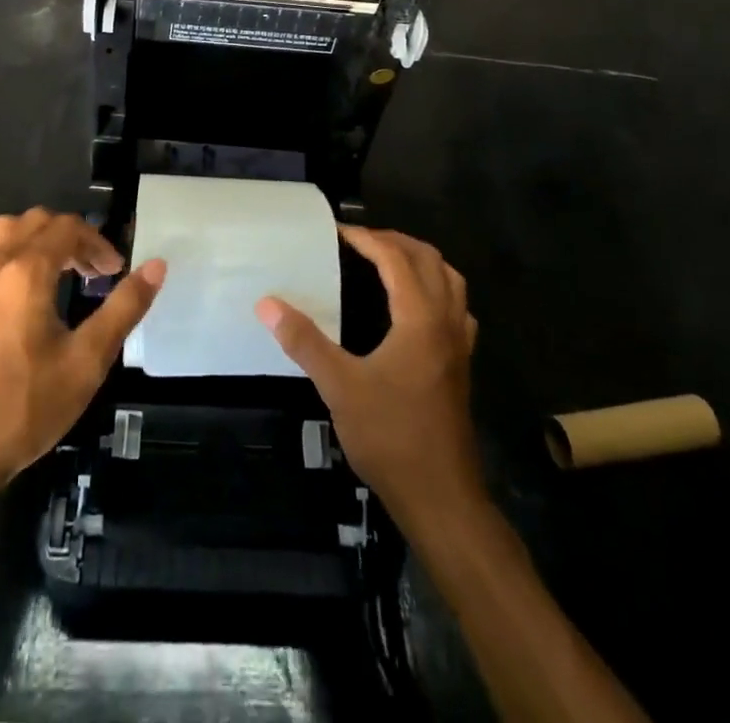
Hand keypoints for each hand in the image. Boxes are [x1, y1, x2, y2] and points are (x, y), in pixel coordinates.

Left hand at [0, 208, 164, 499]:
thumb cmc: (26, 406)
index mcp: (26, 272)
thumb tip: (157, 265)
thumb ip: (124, 307)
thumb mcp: (87, 360)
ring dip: (40, 239)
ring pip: (7, 231)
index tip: (116, 273)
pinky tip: (27, 290)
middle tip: (95, 272)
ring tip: (63, 272)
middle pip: (37, 222)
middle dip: (72, 237)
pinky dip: (14, 254)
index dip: (98, 243)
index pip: (68, 229)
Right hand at [257, 225, 481, 525]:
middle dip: (395, 241)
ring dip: (421, 260)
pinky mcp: (462, 364)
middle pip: (429, 260)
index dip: (367, 238)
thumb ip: (304, 341)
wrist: (441, 496)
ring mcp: (460, 344)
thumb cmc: (390, 437)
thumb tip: (267, 304)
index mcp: (420, 318)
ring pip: (450, 280)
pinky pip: (457, 307)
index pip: (396, 258)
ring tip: (388, 261)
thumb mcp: (340, 387)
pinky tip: (416, 306)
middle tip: (360, 241)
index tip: (338, 232)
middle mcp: (446, 322)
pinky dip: (437, 289)